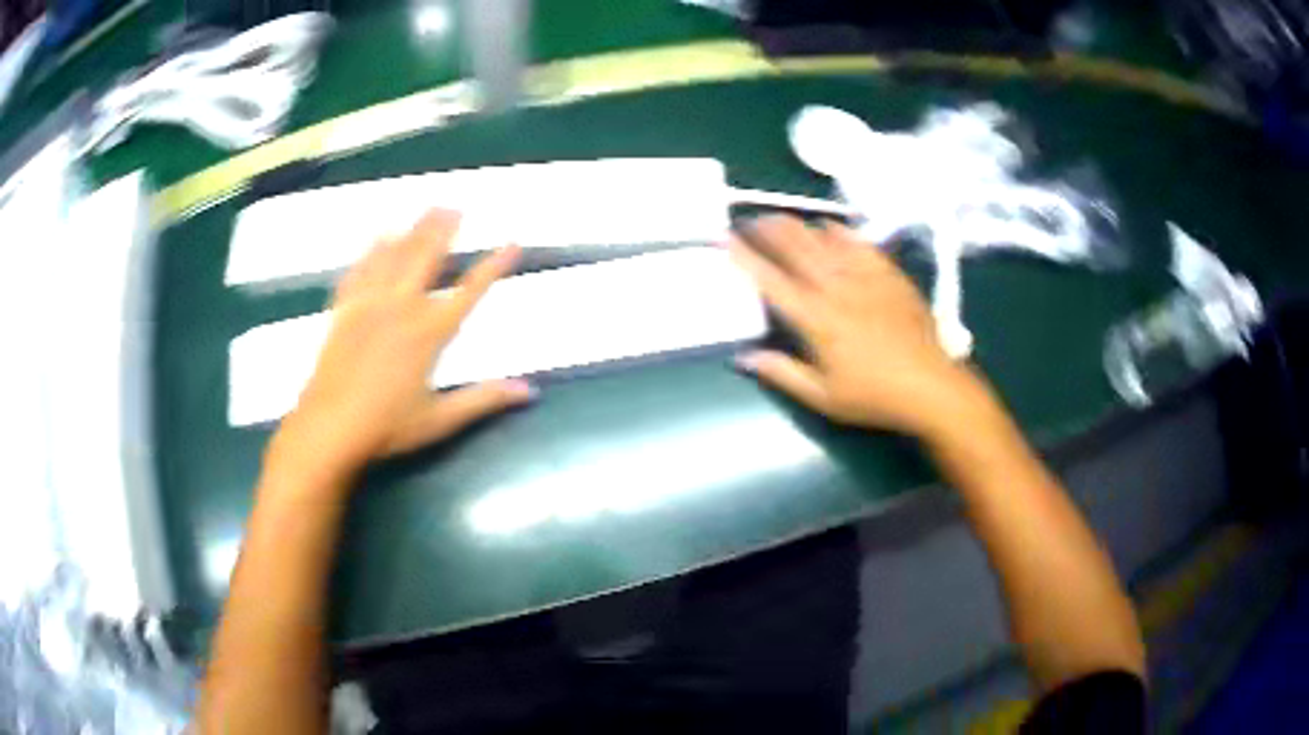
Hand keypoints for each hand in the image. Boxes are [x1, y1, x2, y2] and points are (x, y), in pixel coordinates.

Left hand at [267, 210, 534, 483]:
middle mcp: (401, 307)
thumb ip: (484, 400)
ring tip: (426, 209)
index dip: (494, 266)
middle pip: (427, 258)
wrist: (329, 427)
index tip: (513, 245)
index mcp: (429, 333)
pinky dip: (371, 251)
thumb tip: (529, 391)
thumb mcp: (440, 420)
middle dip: (444, 230)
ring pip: (395, 256)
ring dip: (413, 230)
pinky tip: (378, 236)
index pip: (470, 291)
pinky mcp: (344, 310)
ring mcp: (369, 304)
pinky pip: (360, 270)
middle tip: (455, 206)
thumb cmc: (387, 427)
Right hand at [730, 216, 990, 438]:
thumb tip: (743, 358)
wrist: (931, 385)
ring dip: (797, 226)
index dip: (745, 257)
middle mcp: (836, 289)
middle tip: (748, 222)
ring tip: (778, 218)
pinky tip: (828, 225)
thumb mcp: (823, 397)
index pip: (771, 280)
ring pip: (824, 241)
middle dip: (768, 231)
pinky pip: (859, 243)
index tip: (725, 239)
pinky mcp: (888, 274)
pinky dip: (839, 231)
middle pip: (795, 249)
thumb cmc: (874, 396)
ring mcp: (865, 277)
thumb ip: (782, 374)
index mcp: (816, 319)